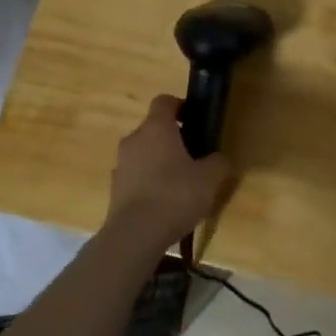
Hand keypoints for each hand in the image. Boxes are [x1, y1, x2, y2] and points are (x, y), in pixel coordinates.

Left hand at [105, 96, 231, 250]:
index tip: (195, 120)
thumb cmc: (175, 195)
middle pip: (154, 128)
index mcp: (156, 128)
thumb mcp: (209, 178)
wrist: (135, 234)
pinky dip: (149, 181)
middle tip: (195, 157)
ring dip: (160, 161)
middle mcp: (134, 139)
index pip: (164, 101)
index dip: (181, 106)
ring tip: (181, 184)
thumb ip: (218, 162)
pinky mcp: (115, 188)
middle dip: (173, 138)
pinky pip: (136, 175)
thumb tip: (219, 158)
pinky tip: (165, 203)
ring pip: (144, 153)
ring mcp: (121, 164)